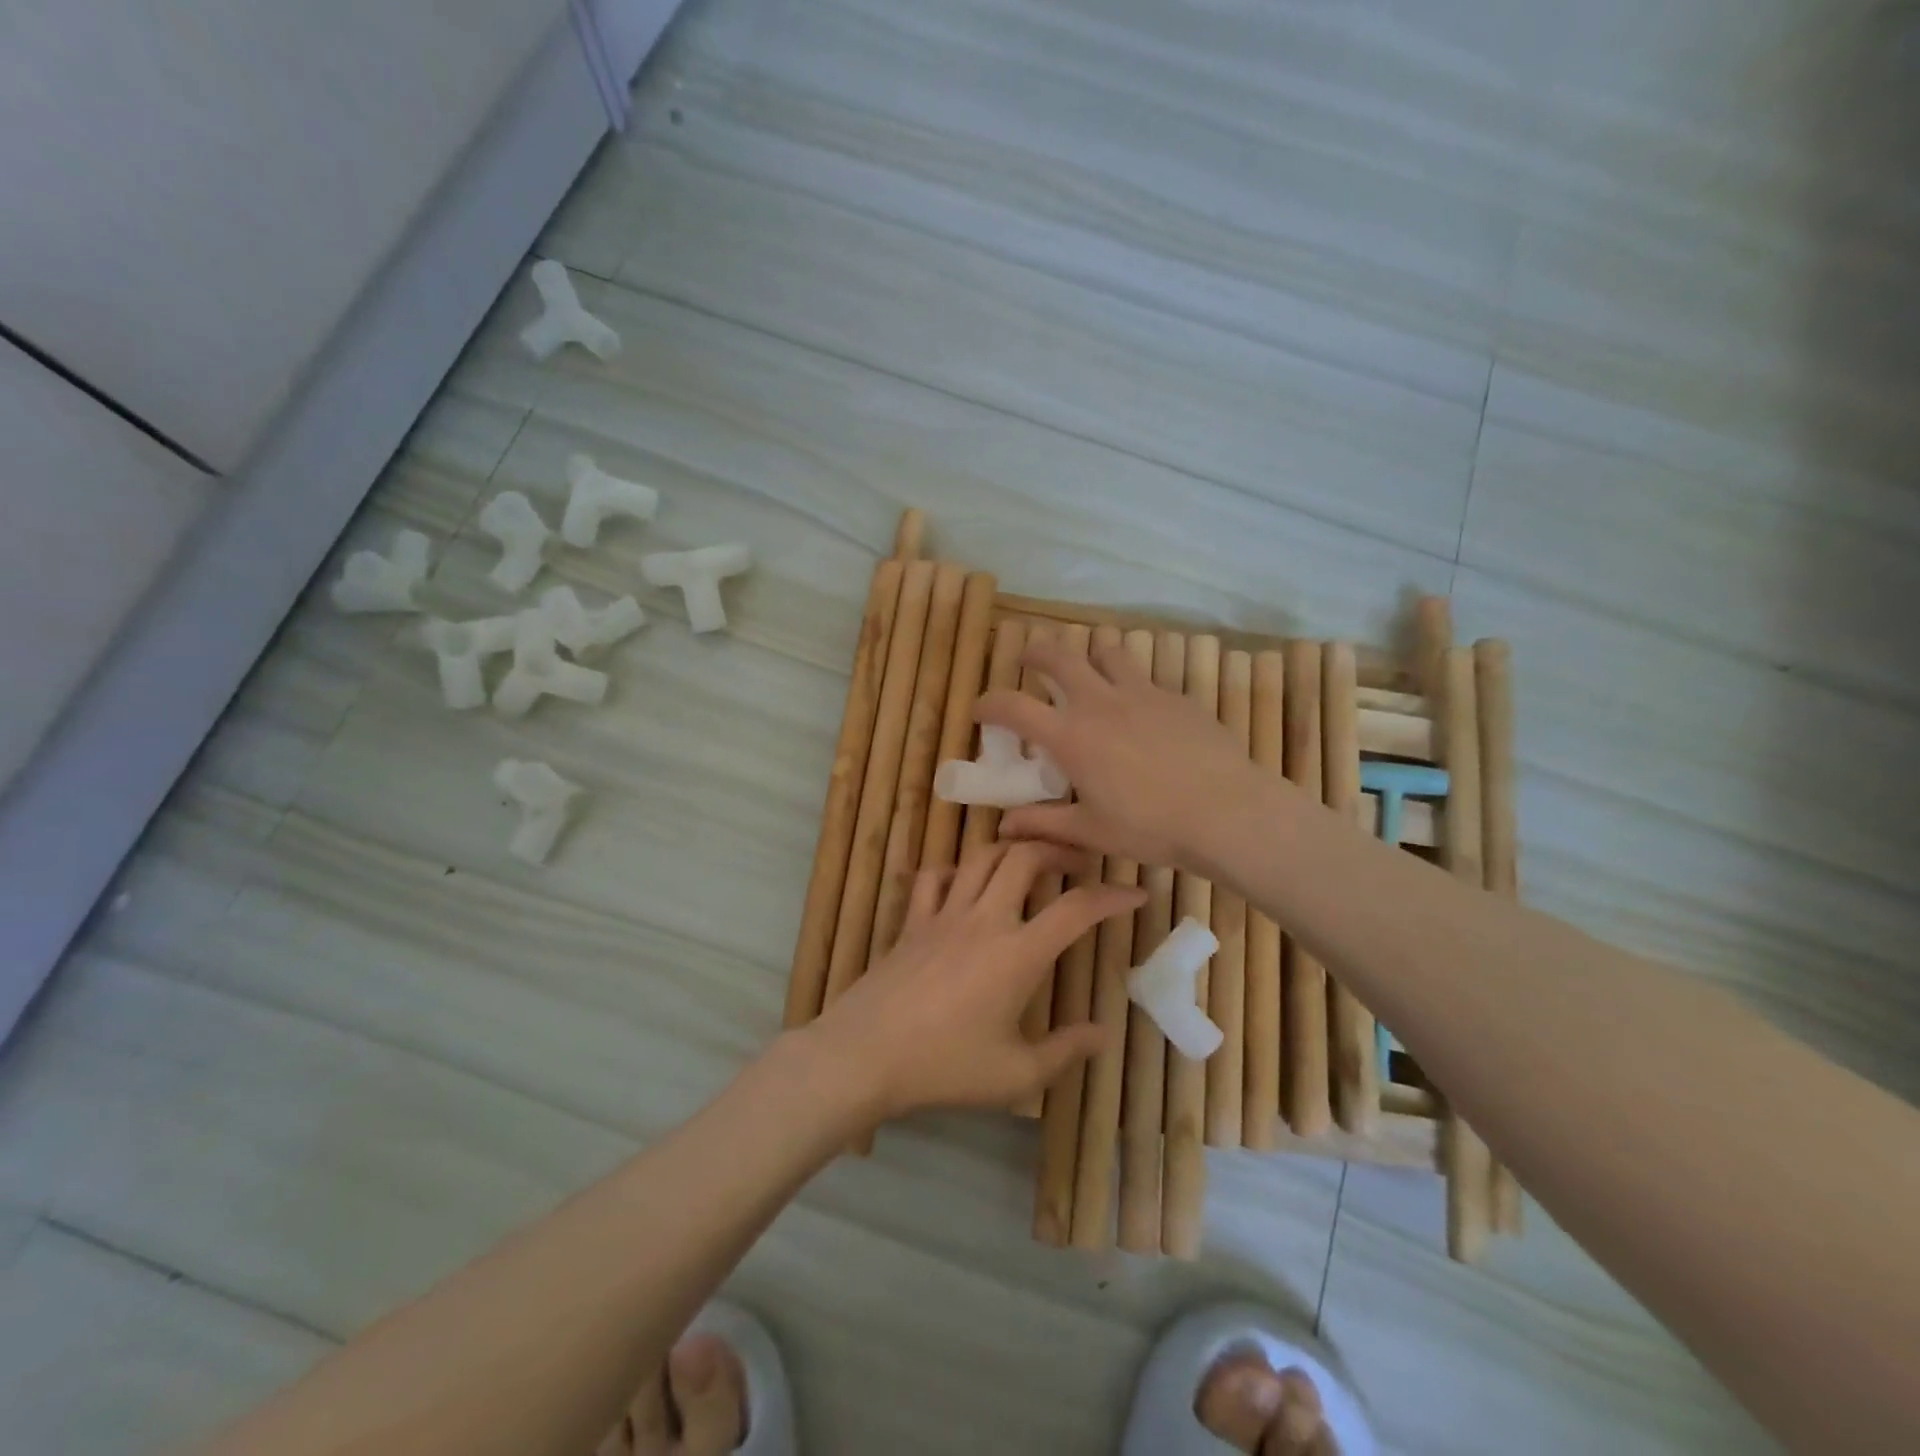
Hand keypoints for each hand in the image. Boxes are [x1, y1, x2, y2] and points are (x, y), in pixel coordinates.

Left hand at [811, 841, 1144, 1120]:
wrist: (866, 1054)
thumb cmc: (945, 1067)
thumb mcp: (1015, 1074)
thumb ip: (1064, 1051)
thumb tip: (1101, 1033)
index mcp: (1018, 954)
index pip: (1076, 910)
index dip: (1112, 896)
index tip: (1137, 893)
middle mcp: (984, 919)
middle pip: (1025, 858)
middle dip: (1059, 850)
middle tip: (1078, 864)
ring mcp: (944, 914)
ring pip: (982, 857)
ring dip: (1011, 850)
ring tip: (1029, 862)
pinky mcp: (913, 921)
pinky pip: (934, 877)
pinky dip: (955, 870)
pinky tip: (964, 884)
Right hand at [976, 634, 1259, 868]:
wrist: (1227, 812)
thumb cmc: (1151, 827)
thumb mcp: (1091, 832)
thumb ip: (1043, 824)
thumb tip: (1003, 827)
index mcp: (1070, 736)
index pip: (1013, 706)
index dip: (988, 703)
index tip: (980, 709)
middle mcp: (1100, 703)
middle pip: (1058, 655)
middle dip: (1035, 651)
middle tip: (1028, 660)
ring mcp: (1141, 693)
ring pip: (1107, 652)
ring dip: (1089, 657)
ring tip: (1088, 673)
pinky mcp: (1176, 697)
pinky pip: (1145, 677)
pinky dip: (1130, 684)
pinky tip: (1141, 712)